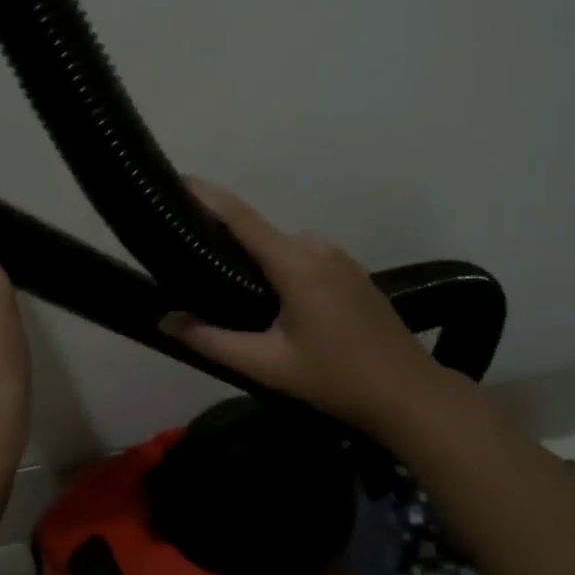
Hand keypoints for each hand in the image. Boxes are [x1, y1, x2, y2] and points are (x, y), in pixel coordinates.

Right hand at [160, 178, 458, 433]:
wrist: (409, 394)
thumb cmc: (336, 379)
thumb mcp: (268, 365)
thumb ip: (212, 341)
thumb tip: (164, 320)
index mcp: (296, 263)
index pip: (241, 217)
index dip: (207, 196)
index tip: (177, 180)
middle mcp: (317, 247)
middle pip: (259, 232)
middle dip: (225, 239)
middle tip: (190, 263)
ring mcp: (340, 256)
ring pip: (281, 246)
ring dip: (256, 258)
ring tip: (229, 291)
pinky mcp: (352, 270)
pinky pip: (303, 256)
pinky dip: (281, 266)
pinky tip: (274, 301)